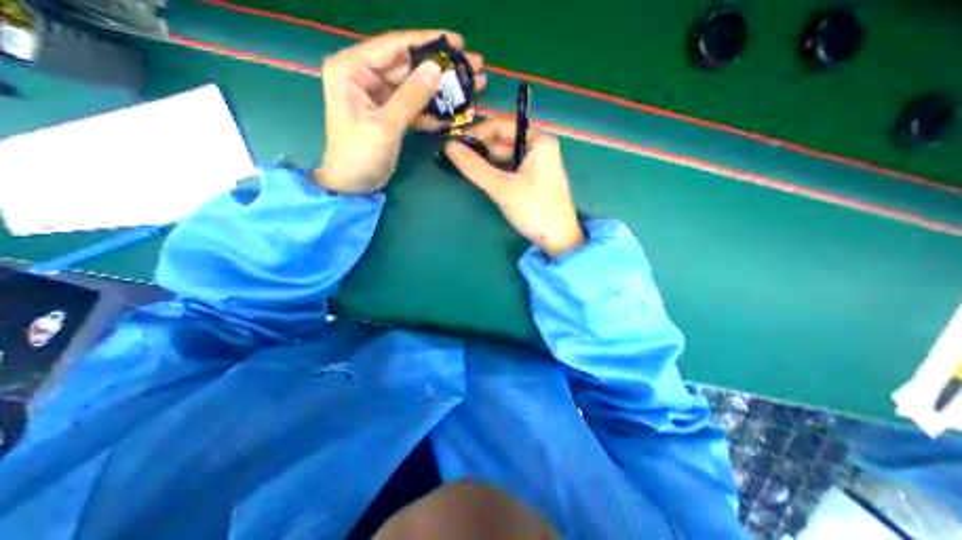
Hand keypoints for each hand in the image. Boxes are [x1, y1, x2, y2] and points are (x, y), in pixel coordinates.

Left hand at [318, 30, 489, 192]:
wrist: (353, 184)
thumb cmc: (359, 155)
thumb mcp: (385, 125)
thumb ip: (410, 97)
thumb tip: (436, 69)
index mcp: (352, 69)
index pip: (394, 47)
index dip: (426, 42)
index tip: (457, 41)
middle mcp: (365, 76)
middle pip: (409, 65)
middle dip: (441, 67)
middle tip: (473, 65)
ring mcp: (380, 96)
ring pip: (415, 86)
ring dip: (442, 89)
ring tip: (472, 86)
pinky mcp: (391, 114)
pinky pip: (415, 106)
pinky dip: (433, 111)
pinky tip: (455, 112)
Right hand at [444, 120, 584, 258]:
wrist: (558, 239)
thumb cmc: (533, 208)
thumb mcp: (502, 187)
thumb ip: (475, 167)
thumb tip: (449, 146)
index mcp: (538, 142)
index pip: (502, 126)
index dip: (478, 133)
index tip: (457, 144)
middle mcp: (540, 149)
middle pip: (504, 141)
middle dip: (481, 149)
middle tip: (457, 159)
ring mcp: (538, 166)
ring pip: (507, 157)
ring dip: (487, 162)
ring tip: (466, 169)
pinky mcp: (534, 182)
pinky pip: (511, 170)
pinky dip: (497, 173)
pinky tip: (483, 178)